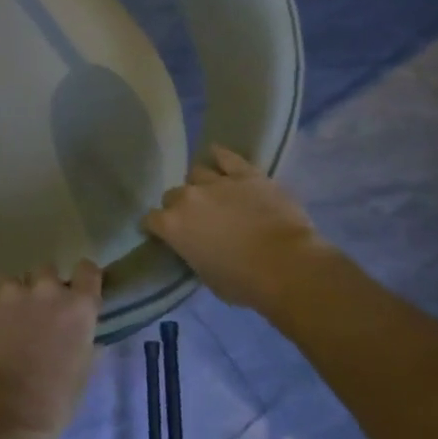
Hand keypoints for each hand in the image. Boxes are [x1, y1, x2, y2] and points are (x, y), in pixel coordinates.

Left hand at [0, 263, 102, 438]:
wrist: (1, 412)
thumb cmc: (51, 403)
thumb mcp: (81, 375)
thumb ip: (84, 346)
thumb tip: (87, 340)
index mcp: (78, 308)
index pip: (87, 271)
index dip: (80, 278)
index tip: (73, 289)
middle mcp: (46, 289)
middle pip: (45, 271)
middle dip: (38, 288)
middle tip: (30, 314)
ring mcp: (9, 290)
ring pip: (6, 279)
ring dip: (4, 295)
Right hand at [144, 146, 326, 312]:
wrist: (287, 265)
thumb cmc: (243, 282)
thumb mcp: (205, 275)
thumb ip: (192, 253)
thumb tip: (196, 245)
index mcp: (172, 226)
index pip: (150, 220)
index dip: (157, 228)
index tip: (165, 235)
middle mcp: (188, 198)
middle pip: (172, 194)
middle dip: (179, 206)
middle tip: (195, 219)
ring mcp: (217, 182)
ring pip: (196, 173)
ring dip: (200, 185)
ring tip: (212, 194)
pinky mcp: (246, 174)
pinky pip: (226, 157)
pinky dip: (220, 156)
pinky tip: (218, 156)